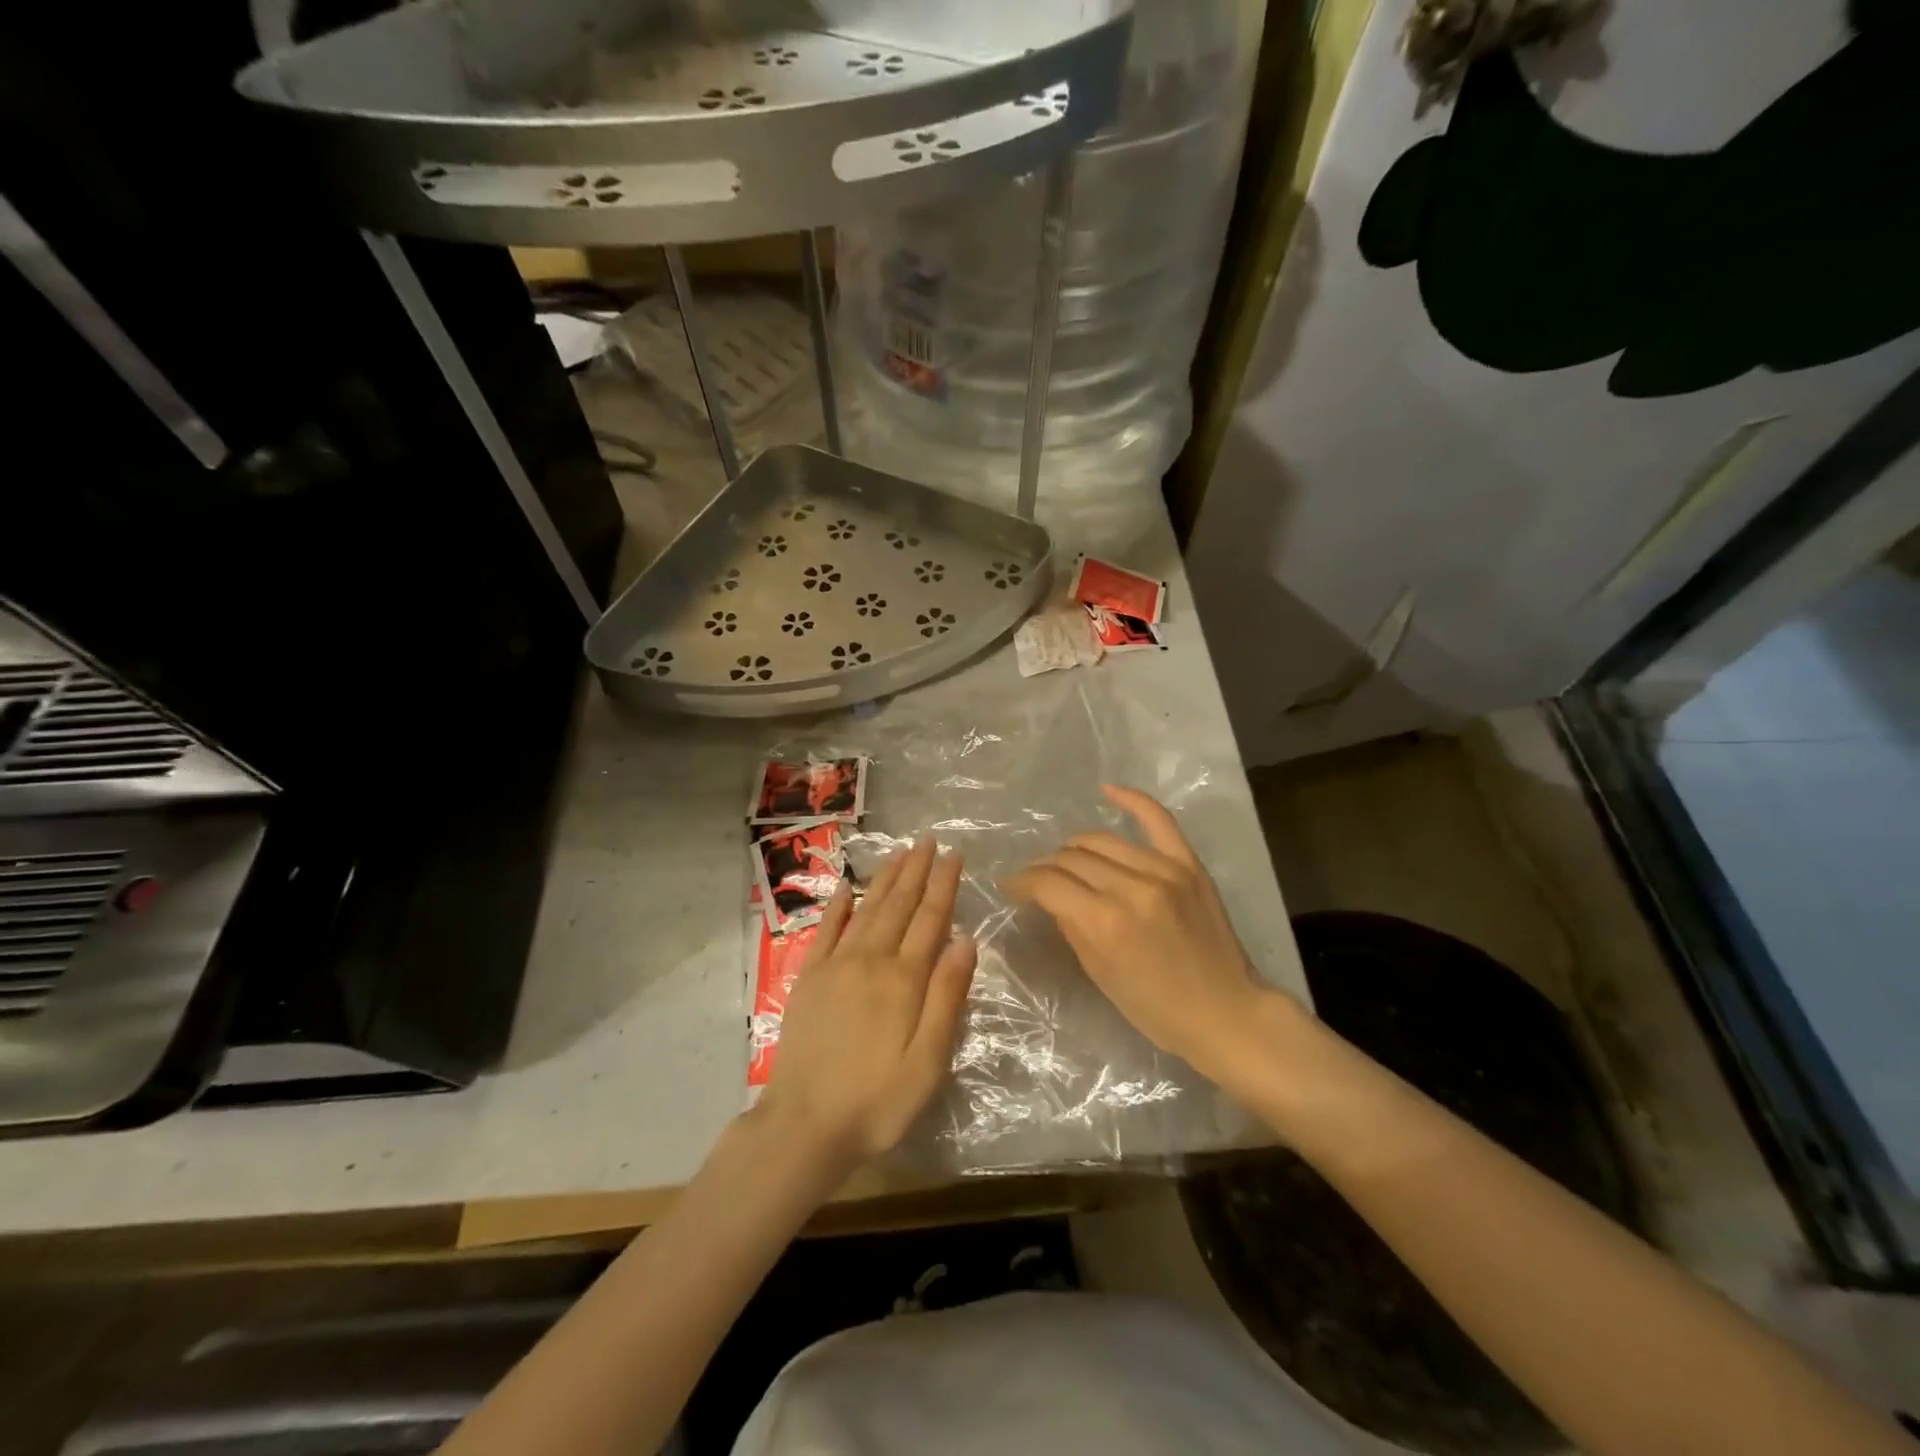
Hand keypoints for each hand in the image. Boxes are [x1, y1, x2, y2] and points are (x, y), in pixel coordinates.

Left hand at [758, 838, 977, 1176]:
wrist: (805, 1125)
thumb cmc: (878, 1100)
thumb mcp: (928, 1061)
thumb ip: (947, 997)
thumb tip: (965, 940)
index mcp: (904, 979)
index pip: (930, 919)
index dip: (943, 885)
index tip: (953, 855)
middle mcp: (870, 960)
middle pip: (898, 905)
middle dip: (916, 870)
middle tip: (928, 840)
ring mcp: (836, 966)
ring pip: (866, 909)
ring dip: (884, 879)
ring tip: (899, 853)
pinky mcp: (809, 979)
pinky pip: (826, 931)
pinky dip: (838, 906)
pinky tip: (847, 888)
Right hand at [1009, 785, 1271, 1081]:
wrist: (1226, 1012)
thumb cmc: (1156, 1008)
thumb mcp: (1099, 974)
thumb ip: (1071, 926)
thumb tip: (1049, 896)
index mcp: (1105, 922)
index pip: (1049, 883)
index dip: (1022, 882)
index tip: (1011, 887)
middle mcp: (1131, 887)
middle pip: (1072, 858)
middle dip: (1046, 868)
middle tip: (1039, 881)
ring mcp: (1164, 870)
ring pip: (1101, 840)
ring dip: (1075, 848)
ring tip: (1067, 860)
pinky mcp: (1188, 864)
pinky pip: (1158, 819)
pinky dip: (1131, 800)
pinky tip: (1107, 790)